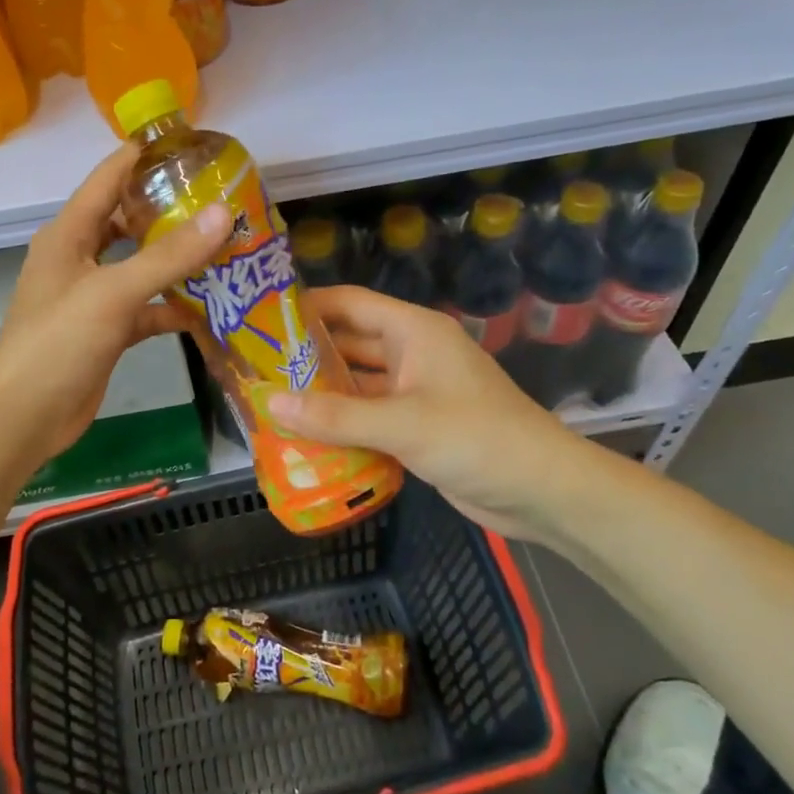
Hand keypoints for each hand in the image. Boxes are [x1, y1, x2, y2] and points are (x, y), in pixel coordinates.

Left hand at [0, 145, 228, 469]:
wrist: (24, 416)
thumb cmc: (59, 341)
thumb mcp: (114, 292)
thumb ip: (169, 255)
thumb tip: (224, 213)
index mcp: (69, 233)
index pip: (109, 177)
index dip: (145, 155)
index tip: (193, 143)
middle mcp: (79, 257)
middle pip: (128, 220)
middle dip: (171, 209)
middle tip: (222, 200)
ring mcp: (93, 296)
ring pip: (141, 265)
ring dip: (177, 259)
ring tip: (227, 246)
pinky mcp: (106, 330)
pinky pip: (146, 306)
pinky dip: (173, 306)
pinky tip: (210, 306)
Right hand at [270, 287, 583, 539]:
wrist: (540, 490)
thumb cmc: (475, 438)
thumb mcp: (402, 423)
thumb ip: (335, 415)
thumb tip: (269, 403)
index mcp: (413, 331)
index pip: (349, 303)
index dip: (306, 305)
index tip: (258, 317)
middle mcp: (411, 353)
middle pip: (349, 343)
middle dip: (305, 355)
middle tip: (252, 366)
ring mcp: (414, 391)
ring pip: (357, 384)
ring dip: (320, 393)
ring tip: (267, 401)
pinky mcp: (415, 427)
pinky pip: (368, 417)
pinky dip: (340, 424)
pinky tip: (303, 436)